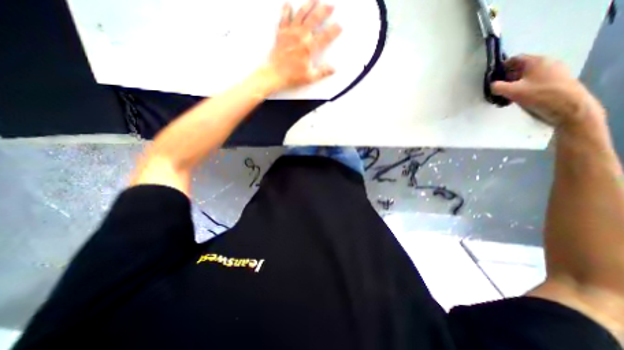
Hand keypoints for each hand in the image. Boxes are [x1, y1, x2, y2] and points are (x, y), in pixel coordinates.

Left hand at [261, 0, 339, 90]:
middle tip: (331, 6)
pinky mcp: (281, 33)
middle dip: (324, 11)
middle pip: (314, 19)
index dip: (333, 31)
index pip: (324, 37)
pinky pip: (284, 18)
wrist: (275, 74)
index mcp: (308, 48)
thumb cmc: (292, 77)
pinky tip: (289, 4)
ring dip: (309, 5)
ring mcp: (290, 33)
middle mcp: (300, 36)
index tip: (339, 26)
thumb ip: (322, 72)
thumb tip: (333, 69)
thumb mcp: (310, 77)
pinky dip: (286, 10)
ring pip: (301, 14)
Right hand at [493, 55, 604, 127]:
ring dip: (514, 85)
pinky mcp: (555, 82)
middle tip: (497, 90)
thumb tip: (492, 85)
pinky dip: (523, 88)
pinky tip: (517, 99)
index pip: (514, 59)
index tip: (492, 79)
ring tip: (506, 96)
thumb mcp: (512, 91)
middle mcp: (546, 63)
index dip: (501, 67)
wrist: (568, 107)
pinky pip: (533, 82)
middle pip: (520, 68)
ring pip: (526, 76)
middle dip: (506, 78)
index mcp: (536, 61)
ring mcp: (553, 72)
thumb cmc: (539, 95)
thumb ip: (497, 87)